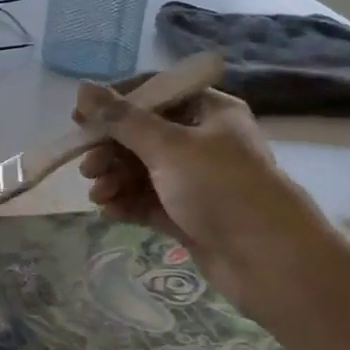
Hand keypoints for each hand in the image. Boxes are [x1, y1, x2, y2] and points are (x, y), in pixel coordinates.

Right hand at [75, 80, 327, 307]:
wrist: (269, 261)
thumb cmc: (221, 188)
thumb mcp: (168, 147)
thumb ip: (121, 119)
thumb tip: (81, 89)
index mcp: (207, 112)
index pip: (154, 93)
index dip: (114, 103)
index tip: (80, 119)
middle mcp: (202, 141)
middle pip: (142, 134)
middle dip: (111, 150)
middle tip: (87, 167)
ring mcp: (195, 180)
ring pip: (141, 170)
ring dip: (114, 179)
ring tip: (98, 195)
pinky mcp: (187, 214)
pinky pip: (147, 201)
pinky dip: (126, 203)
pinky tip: (108, 212)